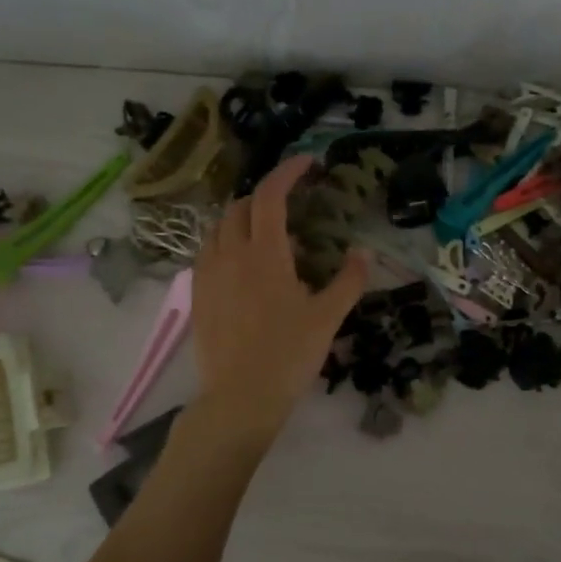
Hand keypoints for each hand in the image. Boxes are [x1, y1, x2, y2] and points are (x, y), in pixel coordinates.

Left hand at [190, 156, 367, 438]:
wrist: (239, 399)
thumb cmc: (288, 355)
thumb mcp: (327, 317)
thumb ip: (349, 280)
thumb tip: (364, 252)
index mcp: (264, 254)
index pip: (270, 196)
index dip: (288, 172)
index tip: (307, 163)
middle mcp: (230, 255)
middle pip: (241, 206)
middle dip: (266, 196)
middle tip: (291, 206)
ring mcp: (208, 274)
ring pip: (219, 228)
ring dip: (242, 218)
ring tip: (265, 234)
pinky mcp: (197, 295)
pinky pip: (207, 252)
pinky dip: (225, 243)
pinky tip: (241, 265)